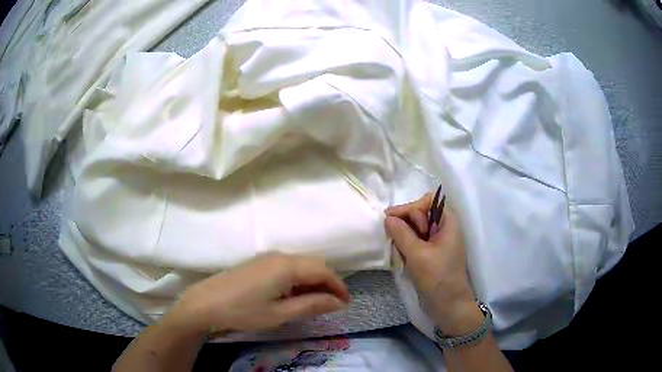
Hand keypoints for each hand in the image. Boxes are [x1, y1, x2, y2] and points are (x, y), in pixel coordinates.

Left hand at [172, 253, 350, 333]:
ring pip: (301, 265)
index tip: (346, 303)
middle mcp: (279, 255)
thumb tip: (338, 303)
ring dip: (313, 281)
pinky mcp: (258, 263)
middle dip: (328, 283)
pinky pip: (287, 267)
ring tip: (315, 303)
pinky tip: (293, 296)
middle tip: (332, 305)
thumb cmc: (243, 311)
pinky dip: (298, 280)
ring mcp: (266, 257)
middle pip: (314, 264)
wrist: (205, 303)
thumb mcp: (279, 314)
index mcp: (287, 266)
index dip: (339, 286)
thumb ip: (311, 305)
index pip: (323, 271)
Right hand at [385, 193, 479, 334]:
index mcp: (448, 222)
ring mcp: (438, 242)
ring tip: (395, 247)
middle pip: (421, 213)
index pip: (427, 201)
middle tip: (394, 238)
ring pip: (416, 229)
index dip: (409, 207)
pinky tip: (399, 254)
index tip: (390, 219)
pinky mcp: (431, 255)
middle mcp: (444, 229)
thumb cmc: (437, 278)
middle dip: (405, 222)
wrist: (448, 307)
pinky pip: (416, 242)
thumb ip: (401, 234)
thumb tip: (387, 218)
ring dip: (404, 235)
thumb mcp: (418, 255)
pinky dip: (406, 245)